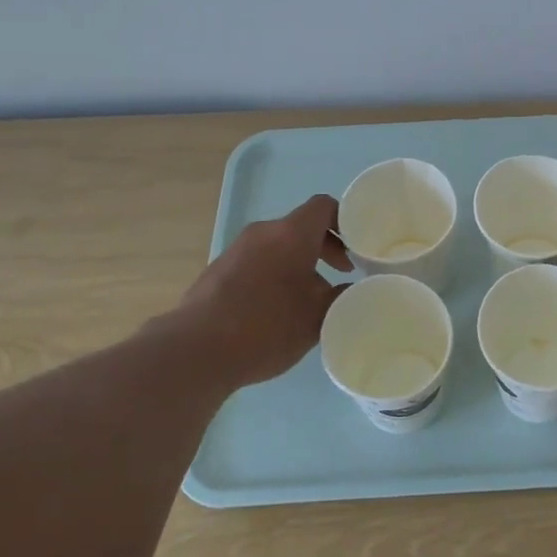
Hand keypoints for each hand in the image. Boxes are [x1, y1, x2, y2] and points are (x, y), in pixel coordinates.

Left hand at [159, 195, 351, 387]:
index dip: (345, 219)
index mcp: (291, 234)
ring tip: (312, 297)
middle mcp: (263, 232)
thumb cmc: (267, 326)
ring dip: (300, 263)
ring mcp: (236, 250)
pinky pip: (258, 261)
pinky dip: (276, 274)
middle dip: (326, 246)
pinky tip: (279, 309)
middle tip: (343, 272)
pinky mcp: (218, 271)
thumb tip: (351, 287)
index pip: (324, 206)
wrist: (196, 350)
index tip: (359, 245)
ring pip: (279, 246)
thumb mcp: (317, 317)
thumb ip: (341, 296)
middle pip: (301, 226)